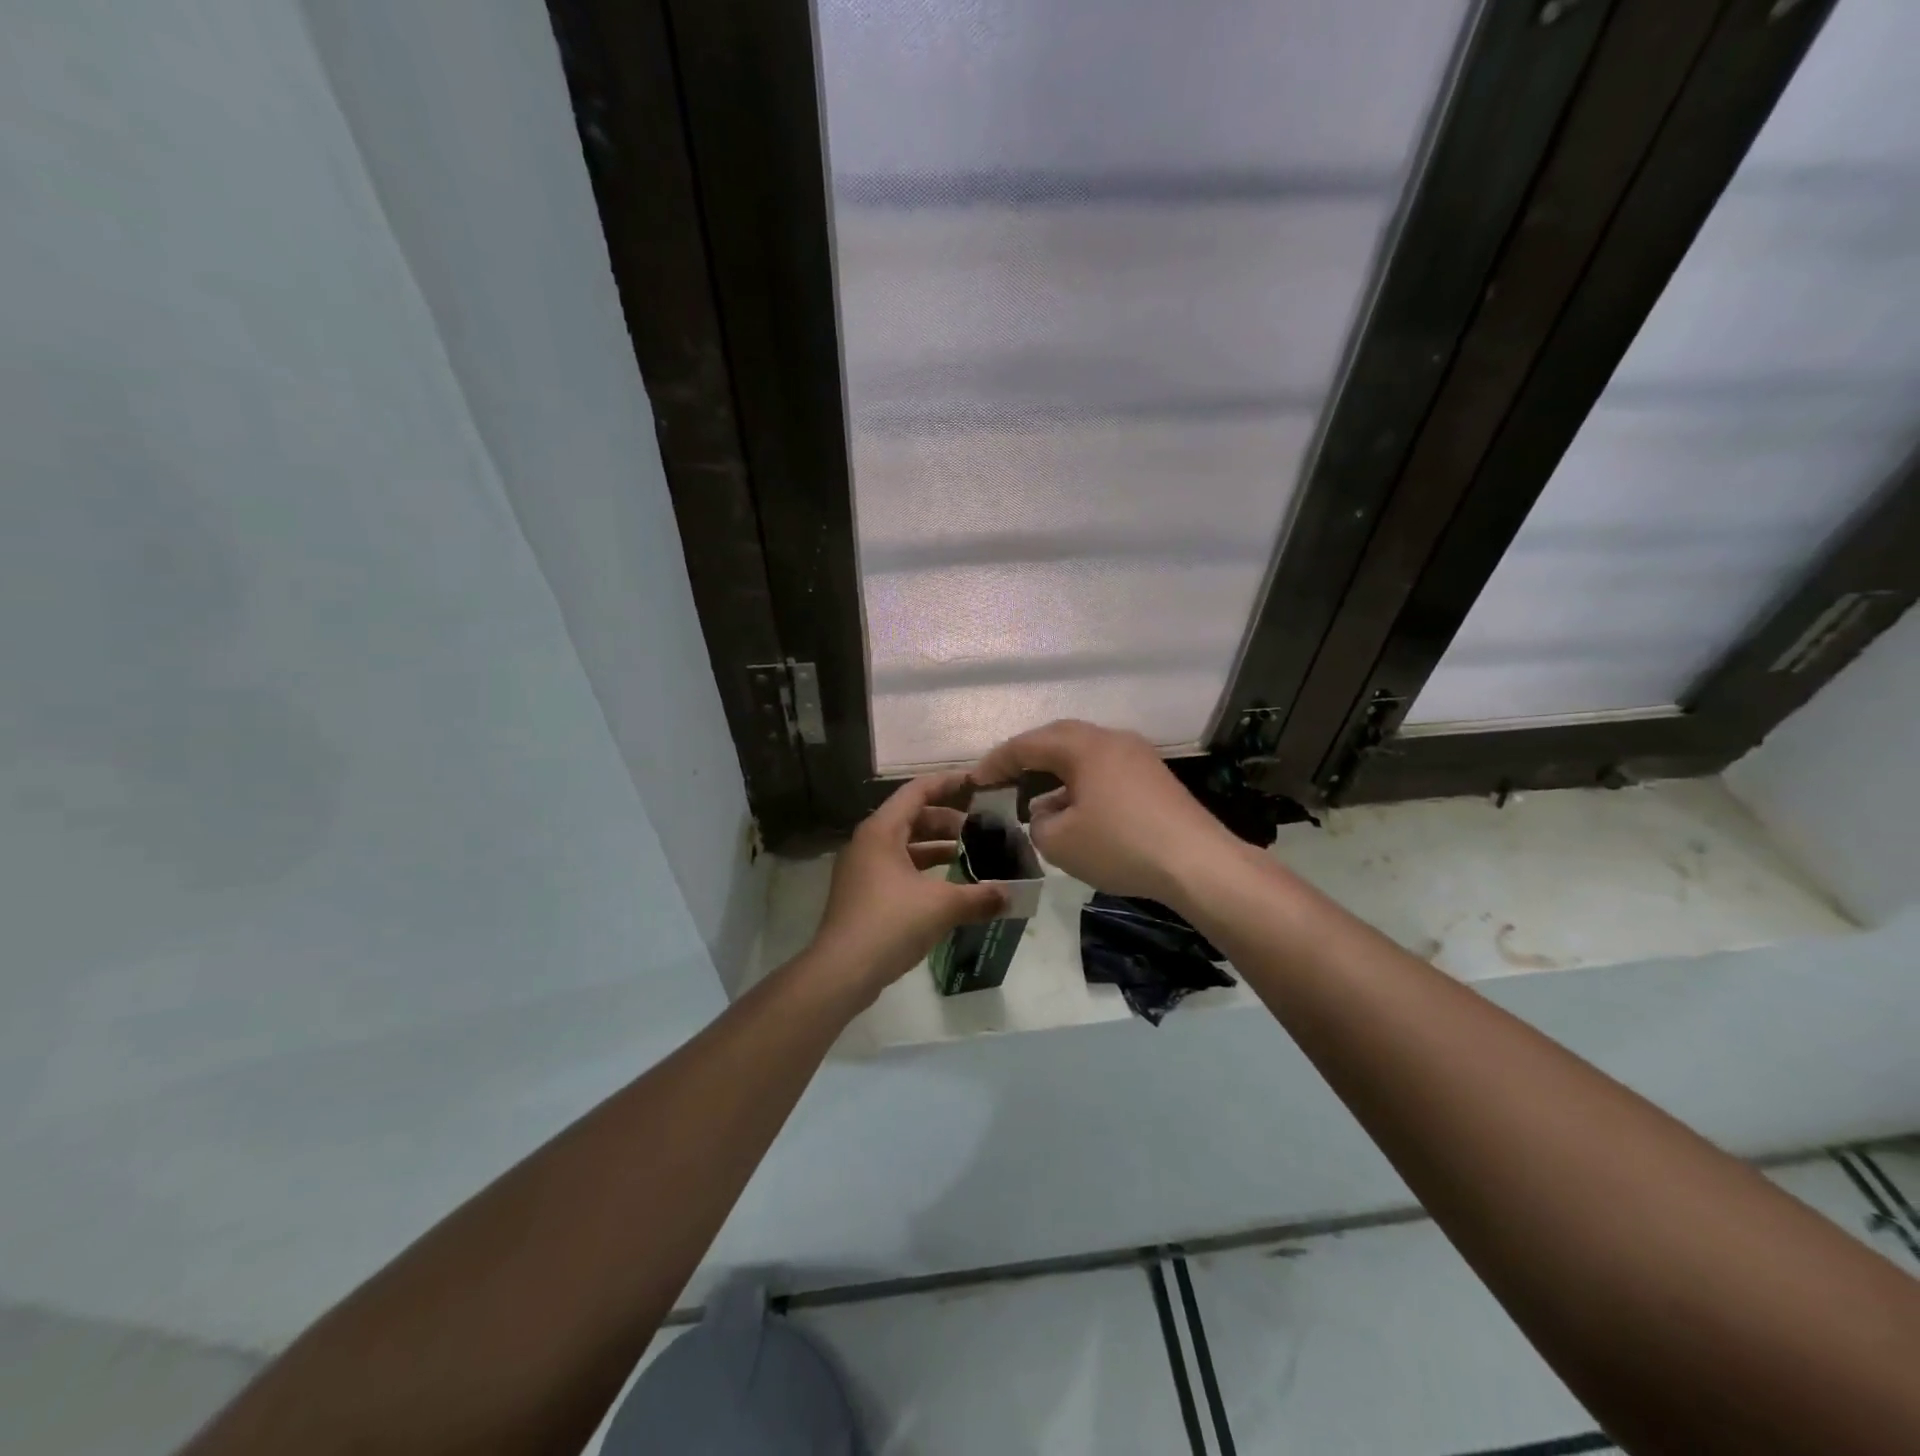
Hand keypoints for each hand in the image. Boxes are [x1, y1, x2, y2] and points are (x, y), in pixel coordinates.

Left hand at [806, 771, 1008, 997]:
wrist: (841, 971)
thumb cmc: (890, 923)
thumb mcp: (942, 906)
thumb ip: (980, 896)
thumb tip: (1011, 894)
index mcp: (882, 830)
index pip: (918, 791)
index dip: (949, 784)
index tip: (978, 784)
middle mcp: (868, 842)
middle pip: (913, 817)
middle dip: (948, 821)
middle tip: (982, 829)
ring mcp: (862, 870)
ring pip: (906, 846)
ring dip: (937, 848)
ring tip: (972, 856)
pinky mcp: (863, 895)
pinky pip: (898, 869)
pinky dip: (924, 870)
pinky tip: (949, 888)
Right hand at [972, 720, 1239, 907]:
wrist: (1198, 863)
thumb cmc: (1120, 845)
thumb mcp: (1059, 842)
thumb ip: (1037, 824)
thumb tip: (1045, 814)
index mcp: (1083, 745)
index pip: (1027, 745)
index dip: (996, 762)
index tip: (974, 781)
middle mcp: (1110, 739)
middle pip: (1057, 740)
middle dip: (1025, 760)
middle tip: (1001, 780)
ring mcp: (1137, 756)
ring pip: (1083, 756)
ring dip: (1054, 774)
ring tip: (1033, 800)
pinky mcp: (1154, 778)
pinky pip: (1104, 771)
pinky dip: (1080, 785)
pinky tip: (1074, 812)